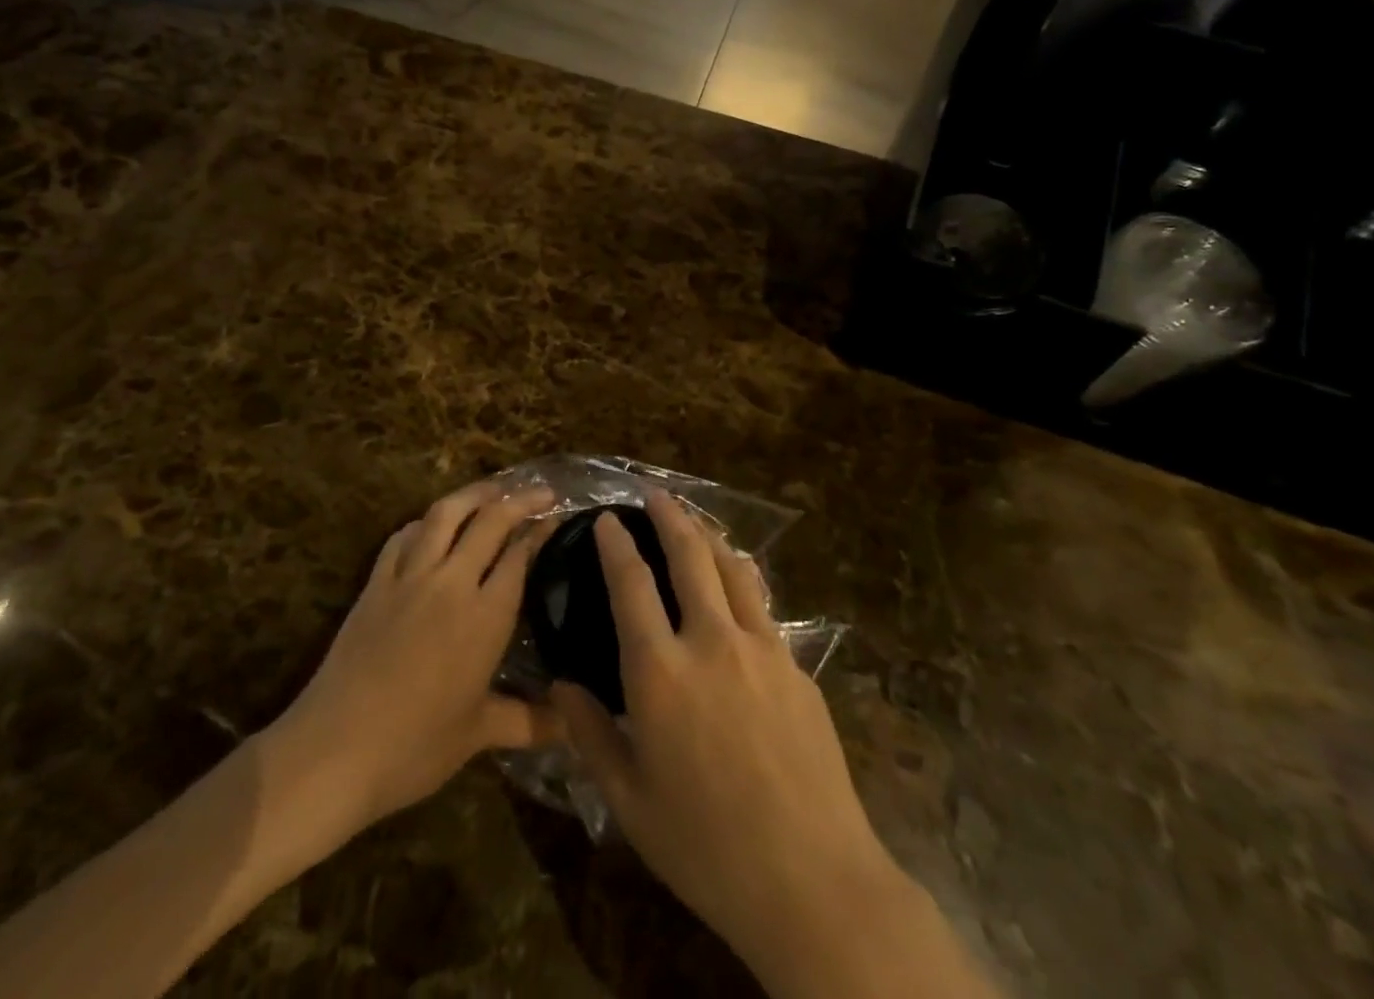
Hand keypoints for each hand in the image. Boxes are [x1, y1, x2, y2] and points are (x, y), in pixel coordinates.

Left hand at [267, 481, 559, 832]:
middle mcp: (451, 582)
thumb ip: (531, 722)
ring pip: (445, 514)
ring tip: (493, 489)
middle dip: (520, 500)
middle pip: (490, 521)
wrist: (335, 749)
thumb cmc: (415, 746)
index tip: (560, 517)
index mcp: (484, 616)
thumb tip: (575, 728)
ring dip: (473, 494)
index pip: (520, 555)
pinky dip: (425, 522)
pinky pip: (403, 536)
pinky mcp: (375, 582)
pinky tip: (432, 525)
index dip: (542, 530)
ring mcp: (408, 577)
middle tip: (542, 492)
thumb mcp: (479, 734)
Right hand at [550, 495, 989, 998]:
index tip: (606, 519)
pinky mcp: (796, 666)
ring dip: (709, 536)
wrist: (812, 880)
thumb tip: (561, 685)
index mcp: (660, 671)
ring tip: (695, 520)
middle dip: (669, 516)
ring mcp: (761, 648)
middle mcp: (710, 641)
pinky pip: (762, 604)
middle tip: (655, 494)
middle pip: (689, 556)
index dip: (616, 545)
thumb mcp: (629, 800)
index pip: (631, 584)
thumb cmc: (706, 847)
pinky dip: (742, 576)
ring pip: (733, 568)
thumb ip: (589, 734)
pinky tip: (738, 580)